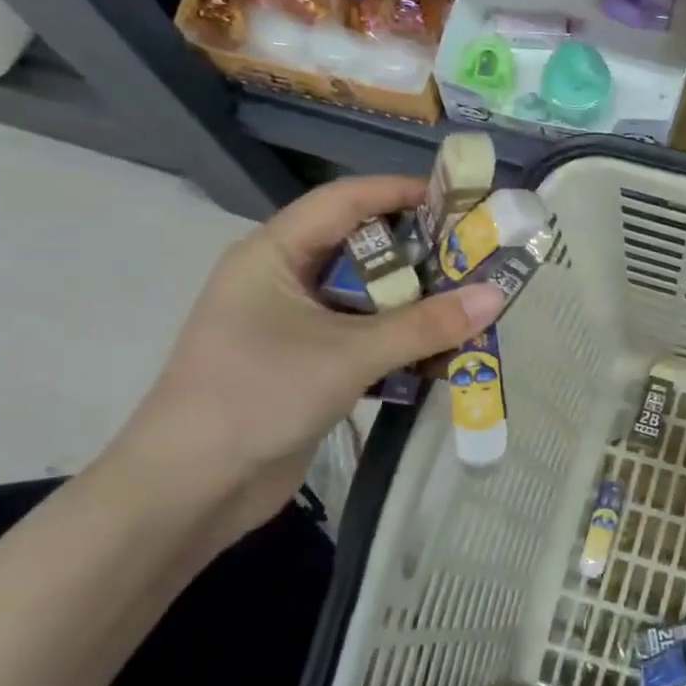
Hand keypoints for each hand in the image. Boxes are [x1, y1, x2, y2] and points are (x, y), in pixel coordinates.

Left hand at [107, 176, 506, 543]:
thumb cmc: (256, 398)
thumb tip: (497, 295)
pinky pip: (365, 338)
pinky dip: (401, 342)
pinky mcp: (308, 365)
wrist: (188, 493)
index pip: (345, 200)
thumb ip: (424, 326)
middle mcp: (284, 280)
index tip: (459, 199)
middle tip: (478, 258)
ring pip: (368, 298)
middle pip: (363, 248)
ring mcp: (295, 325)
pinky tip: (443, 353)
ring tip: (473, 305)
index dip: (401, 192)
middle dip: (421, 254)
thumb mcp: (347, 355)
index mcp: (274, 254)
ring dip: (417, 304)